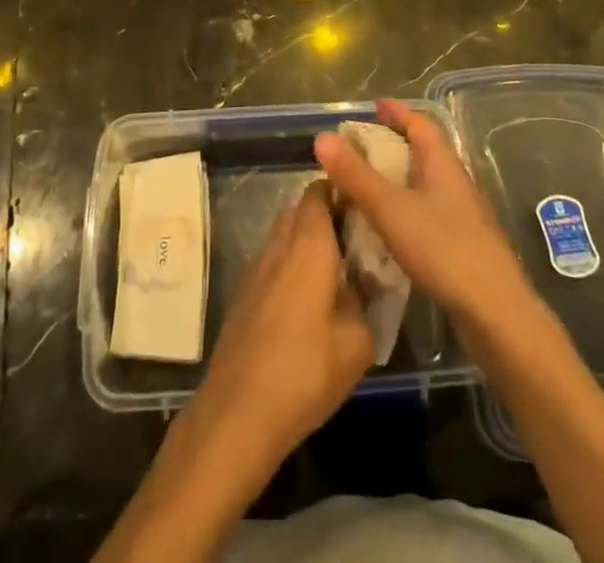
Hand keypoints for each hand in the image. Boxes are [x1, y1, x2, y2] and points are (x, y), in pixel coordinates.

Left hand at [180, 180, 374, 472]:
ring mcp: (256, 268)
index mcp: (309, 244)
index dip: (340, 190)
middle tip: (355, 239)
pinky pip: (272, 262)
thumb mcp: (357, 342)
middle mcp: (279, 245)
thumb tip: (364, 284)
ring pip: (284, 236)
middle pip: (300, 210)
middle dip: (326, 215)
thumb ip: (365, 301)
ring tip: (336, 272)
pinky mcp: (243, 294)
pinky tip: (307, 301)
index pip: (319, 192)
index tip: (363, 204)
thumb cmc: (305, 371)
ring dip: (306, 242)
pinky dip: (290, 266)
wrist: (238, 412)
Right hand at [314, 98, 532, 341]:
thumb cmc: (444, 250)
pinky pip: (427, 211)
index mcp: (443, 163)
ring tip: (366, 185)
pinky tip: (388, 227)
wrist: (496, 314)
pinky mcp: (462, 244)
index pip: (420, 124)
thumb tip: (322, 137)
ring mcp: (462, 214)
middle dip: (393, 144)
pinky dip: (404, 208)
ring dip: (397, 178)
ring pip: (425, 183)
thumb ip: (356, 175)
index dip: (397, 112)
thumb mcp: (391, 209)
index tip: (373, 106)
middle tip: (359, 147)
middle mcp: (456, 182)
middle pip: (423, 151)